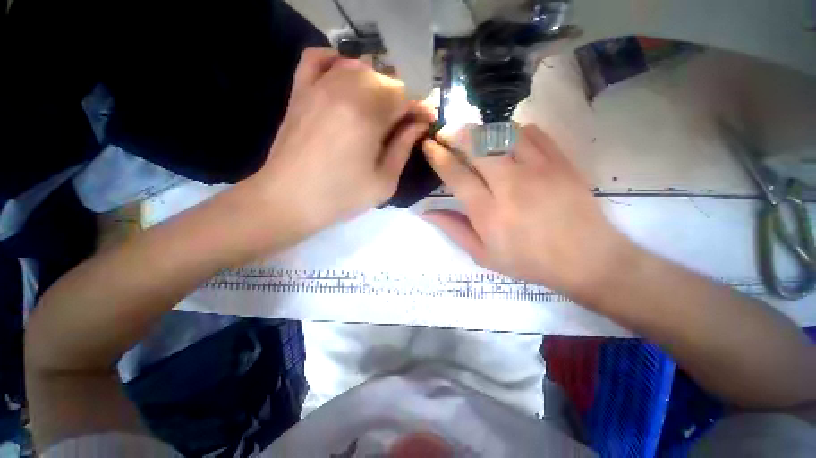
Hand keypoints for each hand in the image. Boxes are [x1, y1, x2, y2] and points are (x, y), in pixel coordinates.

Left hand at [251, 47, 432, 233]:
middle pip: (384, 79)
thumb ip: (404, 148)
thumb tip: (418, 124)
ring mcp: (318, 86)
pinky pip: (318, 58)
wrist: (288, 201)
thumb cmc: (340, 197)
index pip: (404, 96)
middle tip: (399, 126)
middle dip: (398, 101)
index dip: (417, 110)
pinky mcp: (300, 91)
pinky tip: (344, 80)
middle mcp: (344, 89)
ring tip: (377, 111)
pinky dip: (336, 63)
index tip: (422, 125)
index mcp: (368, 115)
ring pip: (358, 67)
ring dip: (375, 86)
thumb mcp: (384, 182)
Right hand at [422, 125, 634, 300]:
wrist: (586, 259)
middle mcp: (510, 185)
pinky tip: (507, 141)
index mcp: (488, 212)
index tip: (429, 146)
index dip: (438, 156)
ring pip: (503, 132)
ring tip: (474, 137)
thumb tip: (425, 212)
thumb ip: (453, 229)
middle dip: (455, 133)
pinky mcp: (560, 161)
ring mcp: (539, 169)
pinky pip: (532, 132)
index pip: (455, 174)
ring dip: (482, 130)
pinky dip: (513, 131)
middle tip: (445, 133)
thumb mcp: (482, 255)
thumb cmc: (528, 261)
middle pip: (477, 145)